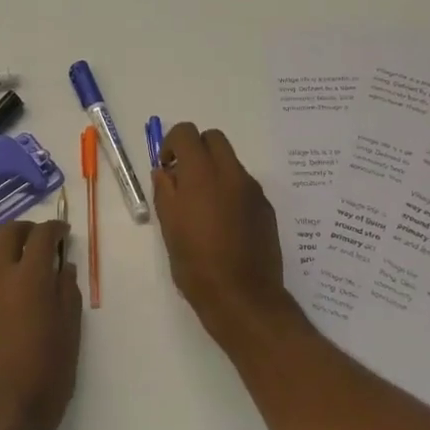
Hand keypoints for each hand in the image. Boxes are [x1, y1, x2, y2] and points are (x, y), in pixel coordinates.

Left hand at [0, 220, 81, 429]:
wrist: (2, 419)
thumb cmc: (47, 377)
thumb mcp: (70, 334)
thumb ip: (67, 294)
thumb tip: (64, 267)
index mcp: (28, 280)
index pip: (40, 236)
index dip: (55, 228)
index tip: (66, 232)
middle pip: (6, 234)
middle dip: (27, 228)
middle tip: (47, 239)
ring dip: (14, 250)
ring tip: (38, 268)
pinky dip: (6, 272)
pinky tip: (23, 296)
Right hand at [153, 123, 294, 348]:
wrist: (243, 297)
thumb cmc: (196, 264)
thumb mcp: (168, 226)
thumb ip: (164, 191)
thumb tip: (165, 172)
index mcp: (202, 174)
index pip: (186, 133)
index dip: (171, 144)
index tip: (166, 168)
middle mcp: (231, 174)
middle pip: (214, 138)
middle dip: (196, 149)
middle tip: (183, 179)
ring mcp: (252, 190)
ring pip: (230, 162)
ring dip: (213, 170)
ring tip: (202, 207)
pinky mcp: (265, 208)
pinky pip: (243, 185)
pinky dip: (229, 190)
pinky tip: (223, 223)